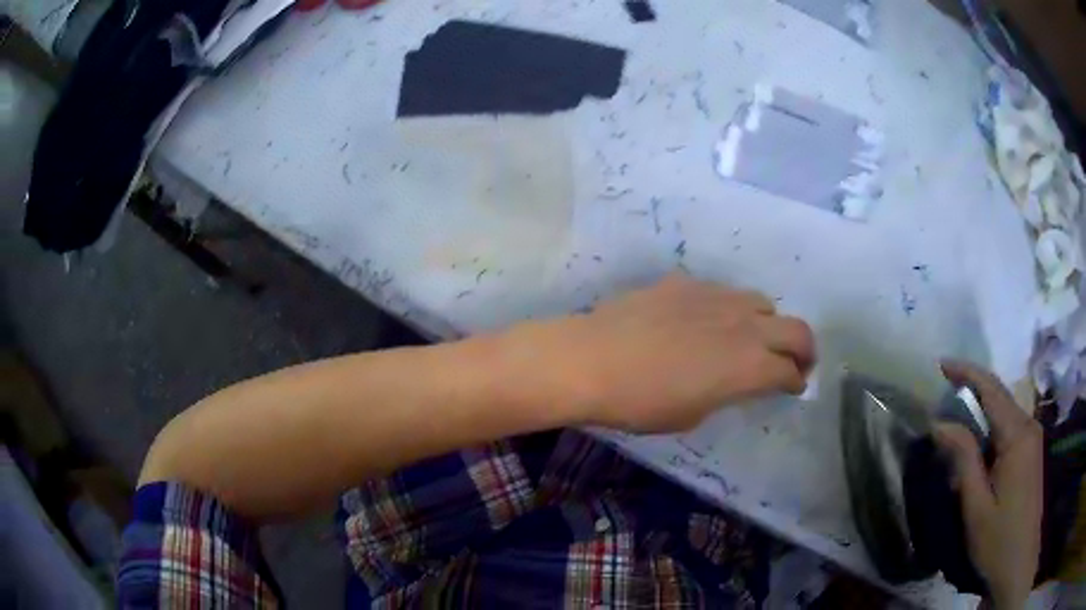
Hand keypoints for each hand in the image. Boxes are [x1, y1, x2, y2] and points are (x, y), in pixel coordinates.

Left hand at [557, 275, 814, 432]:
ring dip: (768, 323)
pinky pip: (722, 293)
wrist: (592, 360)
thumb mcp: (693, 414)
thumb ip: (726, 392)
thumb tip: (733, 379)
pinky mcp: (687, 282)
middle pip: (795, 329)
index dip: (795, 381)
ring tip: (753, 338)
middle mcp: (744, 325)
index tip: (793, 387)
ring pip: (762, 302)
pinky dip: (728, 310)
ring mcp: (716, 296)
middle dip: (803, 348)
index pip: (790, 371)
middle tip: (796, 362)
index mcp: (749, 366)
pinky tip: (706, 322)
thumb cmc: (641, 404)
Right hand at [935, 360, 1042, 608]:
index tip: (940, 363)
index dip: (967, 372)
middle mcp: (1029, 426)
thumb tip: (940, 423)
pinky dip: (990, 424)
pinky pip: (1010, 426)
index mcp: (1017, 435)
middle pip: (1000, 395)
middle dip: (972, 386)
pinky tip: (977, 440)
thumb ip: (964, 458)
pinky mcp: (1031, 452)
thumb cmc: (998, 540)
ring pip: (1005, 410)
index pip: (992, 389)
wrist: (1019, 562)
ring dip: (981, 406)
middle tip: (942, 388)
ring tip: (954, 412)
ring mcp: (1033, 438)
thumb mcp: (976, 505)